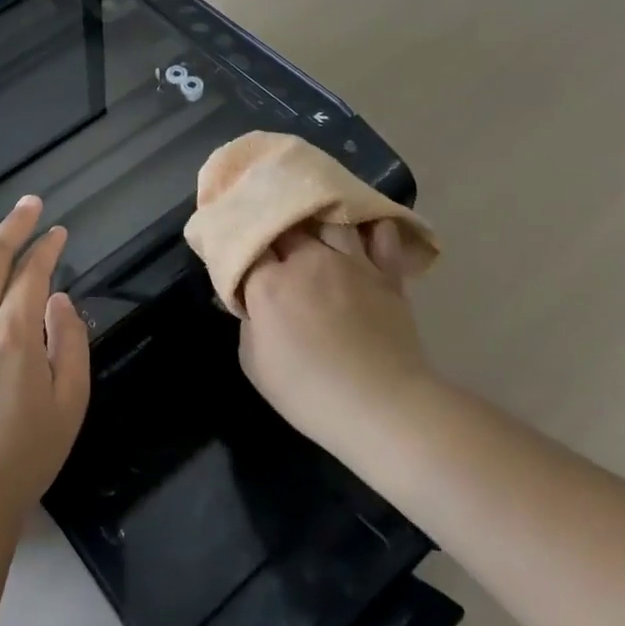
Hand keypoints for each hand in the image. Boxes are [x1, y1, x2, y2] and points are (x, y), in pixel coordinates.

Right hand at [239, 224, 431, 455]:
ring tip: (314, 224)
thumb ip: (248, 323)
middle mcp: (309, 260)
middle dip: (274, 225)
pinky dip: (371, 229)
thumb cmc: (309, 393)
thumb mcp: (255, 365)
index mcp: (271, 283)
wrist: (384, 406)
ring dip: (318, 219)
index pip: (247, 243)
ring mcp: (352, 262)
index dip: (240, 240)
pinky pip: (381, 235)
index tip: (237, 248)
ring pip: (330, 219)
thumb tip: (252, 302)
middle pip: (285, 223)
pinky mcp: (387, 274)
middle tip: (270, 238)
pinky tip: (364, 230)